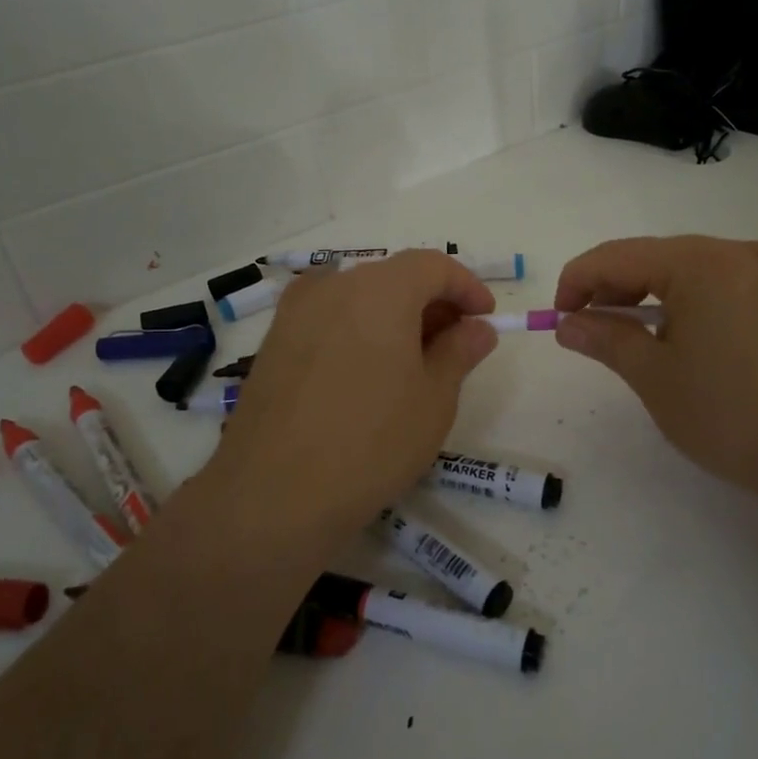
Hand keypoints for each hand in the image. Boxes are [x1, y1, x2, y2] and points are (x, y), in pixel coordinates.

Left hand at [189, 251, 497, 569]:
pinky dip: (358, 331)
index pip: (432, 265)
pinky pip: (328, 319)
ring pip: (358, 297)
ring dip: (393, 317)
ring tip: (411, 363)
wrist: (275, 493)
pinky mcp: (273, 342)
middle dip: (430, 303)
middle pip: (393, 277)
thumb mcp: (434, 399)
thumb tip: (477, 329)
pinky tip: (365, 374)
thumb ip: (459, 352)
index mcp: (380, 289)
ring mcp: (295, 312)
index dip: (466, 287)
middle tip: (453, 346)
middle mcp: (333, 286)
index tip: (485, 319)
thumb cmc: (372, 442)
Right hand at [553, 236, 757, 515]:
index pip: (617, 256)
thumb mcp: (655, 377)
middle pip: (656, 257)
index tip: (559, 319)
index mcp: (701, 262)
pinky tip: (686, 342)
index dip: (577, 282)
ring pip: (692, 272)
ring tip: (635, 340)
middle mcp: (740, 253)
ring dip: (652, 297)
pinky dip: (691, 305)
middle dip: (614, 289)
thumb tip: (568, 323)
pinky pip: (725, 287)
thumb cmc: (731, 413)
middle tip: (590, 330)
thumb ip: (606, 339)